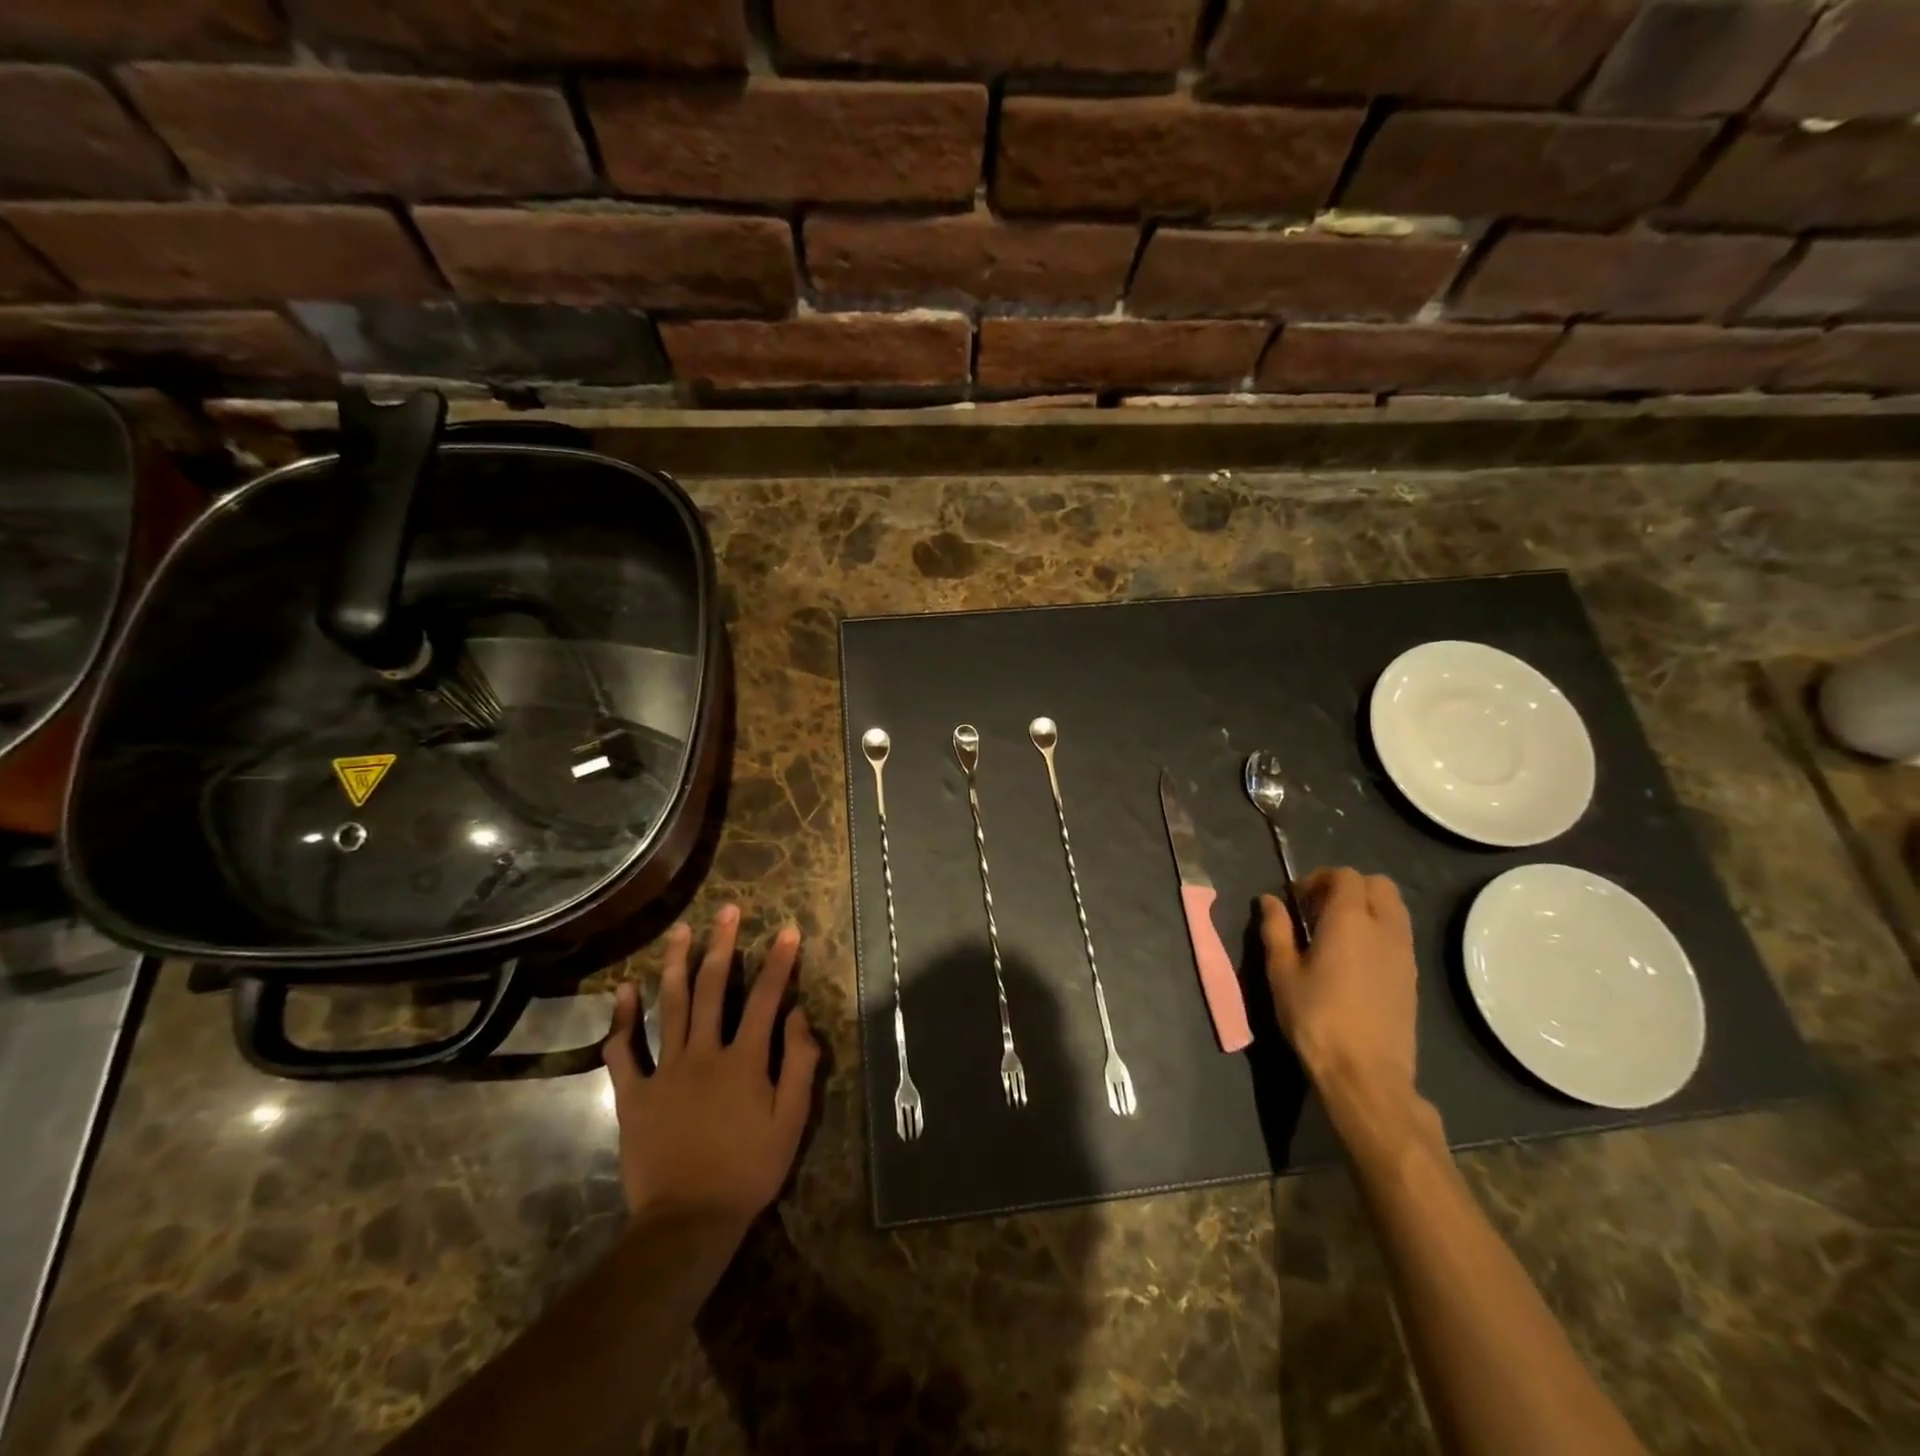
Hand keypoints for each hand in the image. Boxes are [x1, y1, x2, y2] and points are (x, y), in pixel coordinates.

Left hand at [602, 905, 820, 1228]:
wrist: (687, 1222)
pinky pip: (623, 1051)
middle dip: (722, 944)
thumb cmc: (749, 1171)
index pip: (765, 998)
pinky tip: (623, 990)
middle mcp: (704, 1053)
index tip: (787, 930)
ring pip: (669, 1006)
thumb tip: (799, 1016)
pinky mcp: (633, 1094)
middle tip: (726, 910)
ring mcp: (664, 1071)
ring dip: (675, 964)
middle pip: (712, 988)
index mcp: (744, 1060)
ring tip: (680, 930)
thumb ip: (800, 1064)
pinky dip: (621, 1019)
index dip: (778, 962)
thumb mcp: (791, 1122)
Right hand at [1261, 868, 1419, 1111]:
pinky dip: (1379, 930)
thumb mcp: (1282, 973)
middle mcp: (1384, 928)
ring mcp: (1404, 953)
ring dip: (1367, 907)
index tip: (1297, 900)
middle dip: (1347, 887)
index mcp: (1349, 920)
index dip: (1318, 879)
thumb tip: (1269, 900)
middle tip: (1318, 910)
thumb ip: (1276, 929)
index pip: (1345, 875)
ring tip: (1337, 933)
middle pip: (1377, 884)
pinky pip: (1399, 934)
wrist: (1365, 1074)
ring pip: (1394, 908)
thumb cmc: (1315, 1018)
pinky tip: (1355, 959)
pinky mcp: (1412, 977)